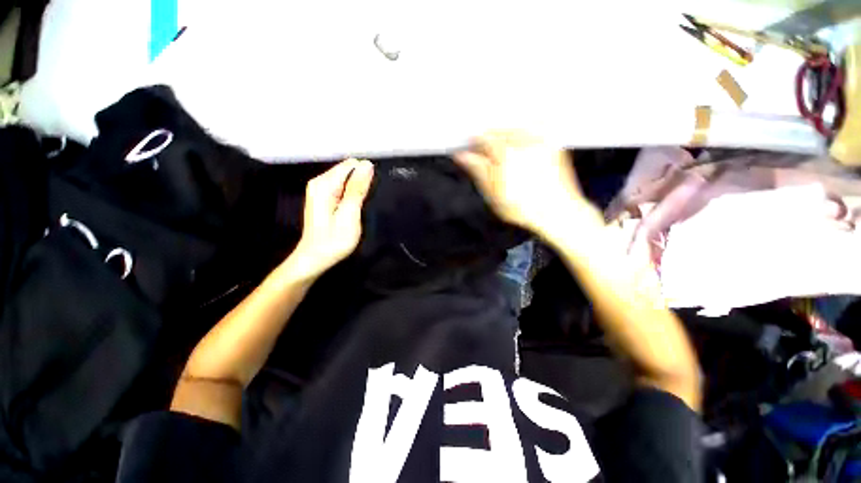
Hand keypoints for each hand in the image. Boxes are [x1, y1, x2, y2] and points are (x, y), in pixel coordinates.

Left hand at [289, 158, 373, 278]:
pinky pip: (344, 188)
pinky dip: (352, 195)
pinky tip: (354, 208)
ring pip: (347, 179)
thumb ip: (357, 189)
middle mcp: (320, 182)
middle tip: (364, 204)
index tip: (370, 193)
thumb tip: (367, 165)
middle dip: (362, 183)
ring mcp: (321, 190)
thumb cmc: (333, 241)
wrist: (315, 259)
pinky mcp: (324, 198)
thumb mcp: (349, 215)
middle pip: (349, 170)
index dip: (365, 176)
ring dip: (358, 190)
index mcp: (324, 184)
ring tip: (360, 207)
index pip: (351, 165)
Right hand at [454, 130, 596, 235]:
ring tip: (503, 152)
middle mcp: (523, 140)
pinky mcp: (553, 142)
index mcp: (505, 154)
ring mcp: (541, 139)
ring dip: (505, 134)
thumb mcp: (493, 193)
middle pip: (498, 129)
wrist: (557, 212)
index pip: (482, 138)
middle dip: (489, 138)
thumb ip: (478, 170)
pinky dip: (525, 131)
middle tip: (485, 153)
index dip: (472, 143)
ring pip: (515, 126)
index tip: (468, 150)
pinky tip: (521, 145)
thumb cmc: (523, 208)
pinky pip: (536, 126)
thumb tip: (462, 155)